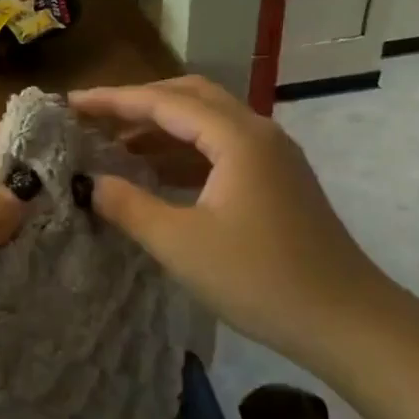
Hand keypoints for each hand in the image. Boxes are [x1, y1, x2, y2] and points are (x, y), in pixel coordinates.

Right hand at [70, 77, 385, 359]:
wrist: (347, 322)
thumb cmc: (260, 279)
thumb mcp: (181, 244)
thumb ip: (129, 206)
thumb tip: (90, 182)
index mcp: (237, 137)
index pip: (163, 101)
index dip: (113, 99)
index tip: (71, 102)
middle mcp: (258, 132)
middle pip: (189, 97)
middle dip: (138, 103)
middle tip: (95, 118)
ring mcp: (273, 156)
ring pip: (207, 122)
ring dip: (162, 127)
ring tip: (116, 145)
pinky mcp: (278, 180)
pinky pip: (221, 148)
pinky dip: (184, 152)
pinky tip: (157, 174)